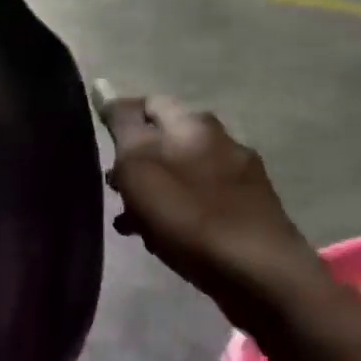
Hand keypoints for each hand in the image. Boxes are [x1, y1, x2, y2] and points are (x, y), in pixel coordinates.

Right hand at [93, 86, 321, 306]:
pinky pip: (200, 198)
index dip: (120, 120)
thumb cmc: (188, 216)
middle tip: (113, 191)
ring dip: (153, 189)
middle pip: (165, 139)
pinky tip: (162, 235)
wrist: (260, 274)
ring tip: (131, 220)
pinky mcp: (249, 208)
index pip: (148, 102)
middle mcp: (221, 139)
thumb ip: (121, 125)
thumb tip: (104, 87)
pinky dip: (177, 209)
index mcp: (194, 124)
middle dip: (135, 161)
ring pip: (181, 171)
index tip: (100, 149)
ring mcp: (240, 175)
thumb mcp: (139, 166)